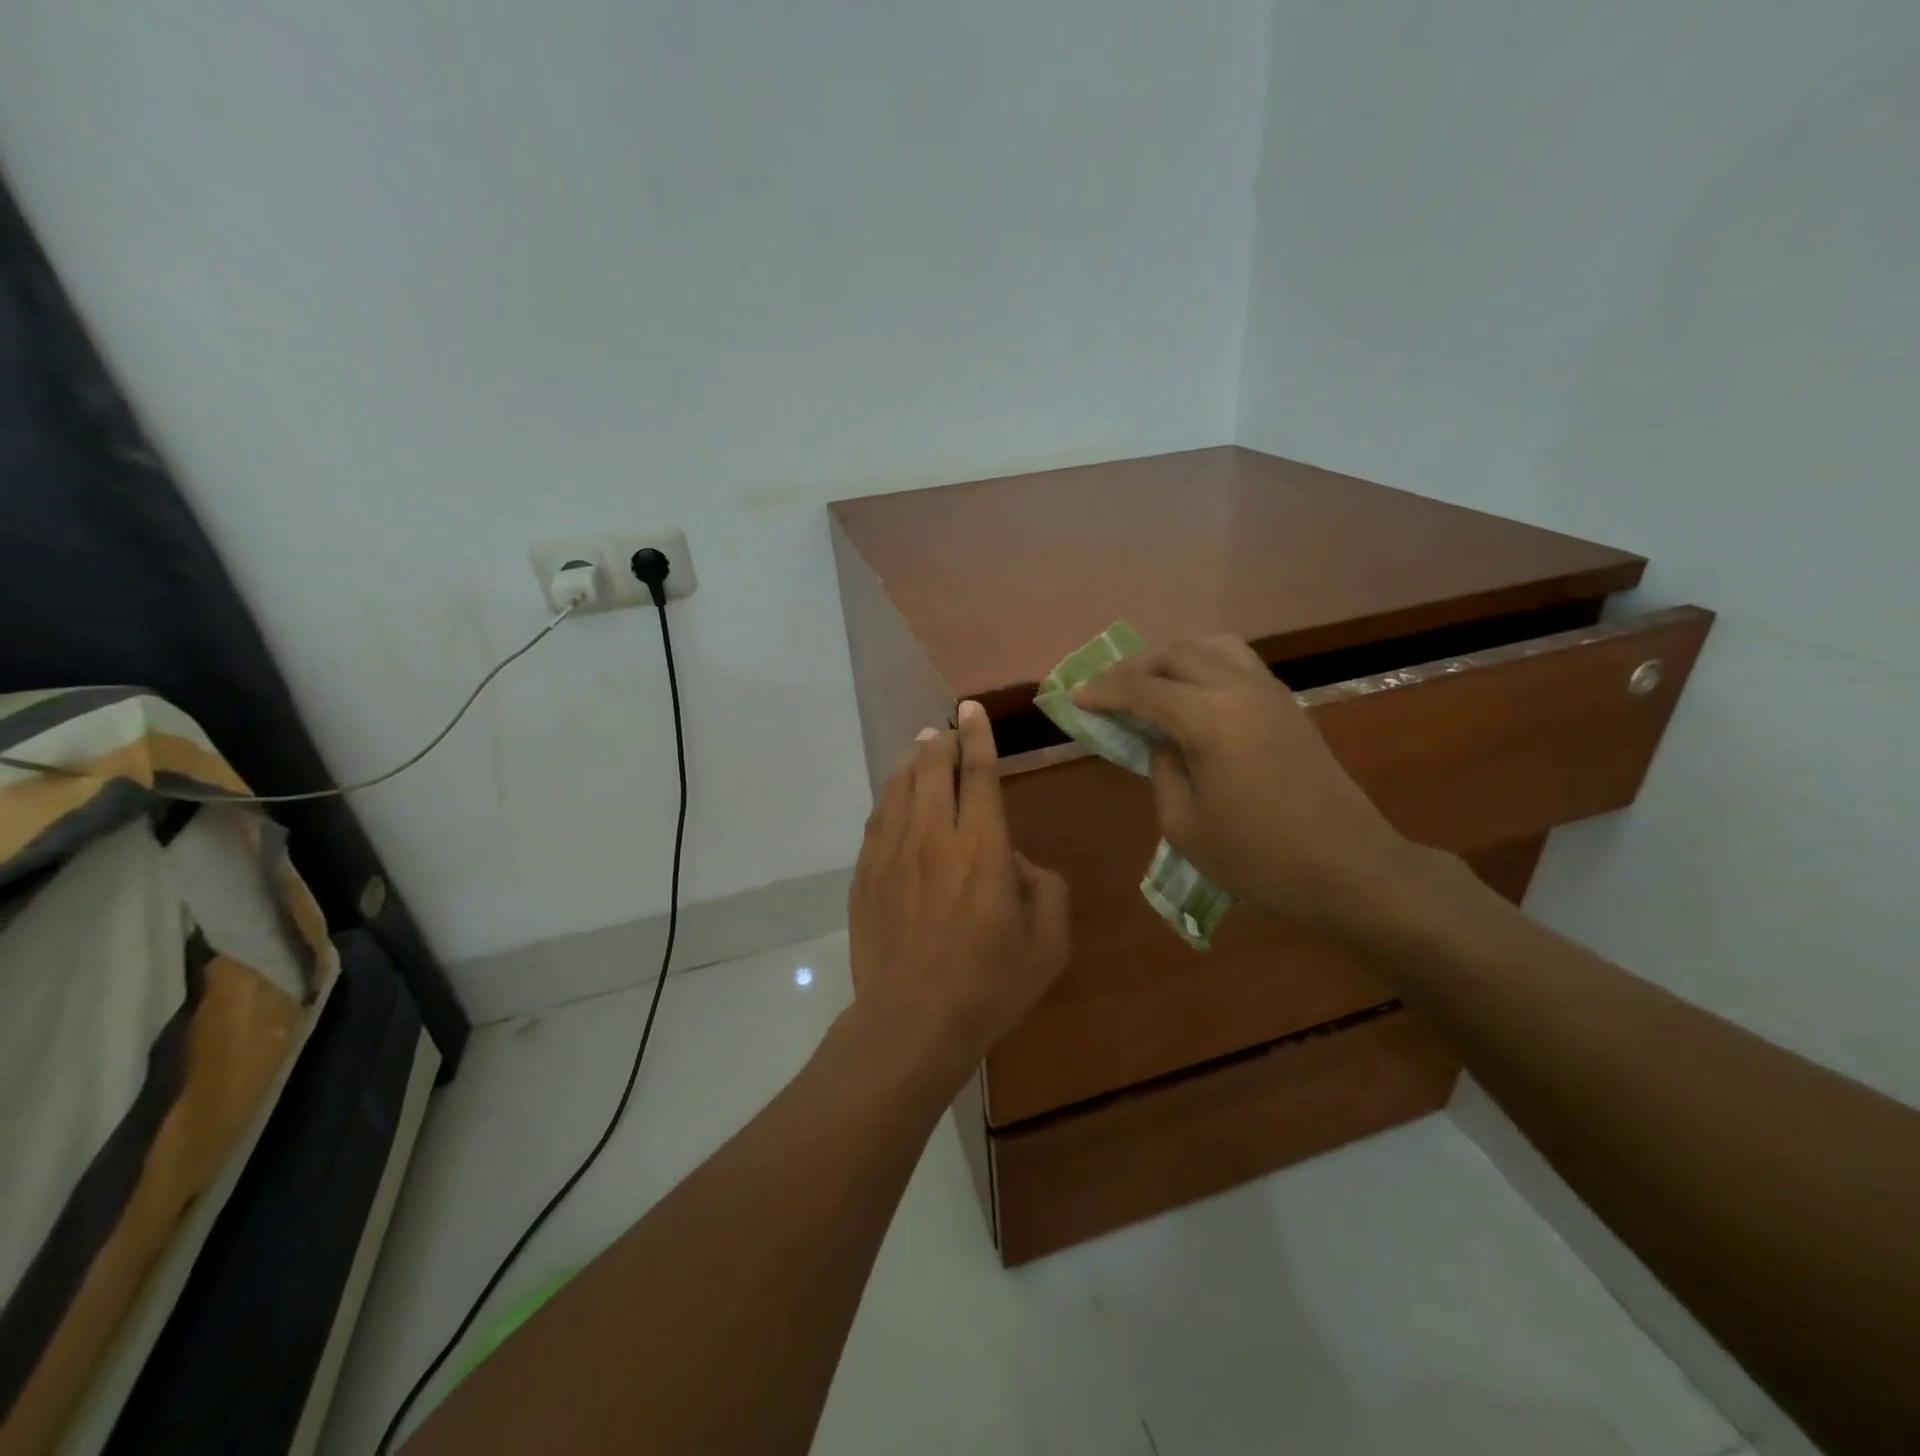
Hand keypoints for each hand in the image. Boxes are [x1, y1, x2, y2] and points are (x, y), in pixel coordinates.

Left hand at [848, 700, 1071, 1079]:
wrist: (911, 1022)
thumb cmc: (989, 986)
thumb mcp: (1048, 944)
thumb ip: (1047, 890)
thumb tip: (1019, 862)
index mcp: (983, 847)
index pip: (978, 773)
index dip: (977, 736)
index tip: (970, 709)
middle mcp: (933, 837)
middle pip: (932, 769)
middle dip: (942, 741)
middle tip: (948, 729)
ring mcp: (892, 853)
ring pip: (900, 788)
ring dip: (913, 762)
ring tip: (922, 749)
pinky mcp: (866, 874)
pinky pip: (878, 819)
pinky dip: (890, 796)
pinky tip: (895, 796)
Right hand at [1073, 636, 1420, 938]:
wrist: (1351, 870)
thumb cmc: (1259, 859)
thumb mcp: (1185, 826)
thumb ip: (1162, 771)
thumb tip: (1162, 743)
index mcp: (1210, 719)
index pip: (1143, 689)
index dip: (1104, 691)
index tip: (1076, 698)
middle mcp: (1240, 690)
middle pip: (1177, 653)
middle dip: (1135, 667)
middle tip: (1108, 692)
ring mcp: (1271, 693)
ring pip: (1212, 647)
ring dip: (1173, 658)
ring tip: (1151, 686)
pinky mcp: (1290, 706)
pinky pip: (1238, 664)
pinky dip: (1204, 667)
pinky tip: (1192, 697)